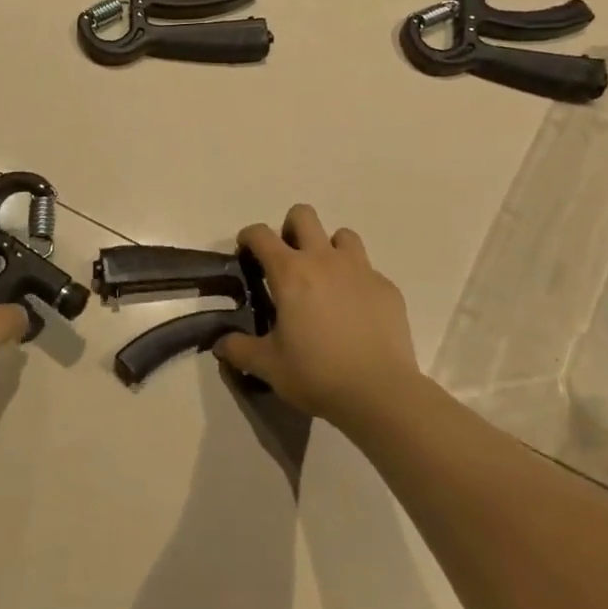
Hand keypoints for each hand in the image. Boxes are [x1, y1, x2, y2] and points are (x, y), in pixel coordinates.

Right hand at [214, 205, 421, 430]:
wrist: (380, 393)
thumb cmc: (317, 374)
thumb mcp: (268, 365)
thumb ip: (239, 349)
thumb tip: (220, 344)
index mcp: (290, 272)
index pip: (261, 234)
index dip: (248, 237)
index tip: (246, 254)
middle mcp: (324, 260)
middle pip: (303, 215)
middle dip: (289, 228)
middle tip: (286, 261)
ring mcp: (360, 270)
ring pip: (342, 235)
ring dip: (328, 248)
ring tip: (324, 280)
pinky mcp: (387, 288)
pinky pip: (367, 269)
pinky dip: (355, 280)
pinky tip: (354, 310)